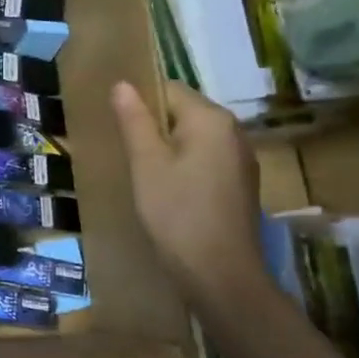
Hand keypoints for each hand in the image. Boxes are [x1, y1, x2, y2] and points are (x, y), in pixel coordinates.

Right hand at [110, 80, 267, 312]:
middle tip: (125, 152)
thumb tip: (122, 84)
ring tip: (141, 172)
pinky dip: (184, 165)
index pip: (169, 90)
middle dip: (153, 127)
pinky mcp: (240, 183)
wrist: (220, 273)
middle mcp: (233, 131)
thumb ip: (135, 121)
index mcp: (211, 119)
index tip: (117, 128)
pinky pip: (205, 159)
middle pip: (184, 112)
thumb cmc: (176, 213)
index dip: (139, 103)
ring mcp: (241, 158)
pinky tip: (167, 190)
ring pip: (194, 138)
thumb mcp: (146, 164)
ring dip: (167, 148)